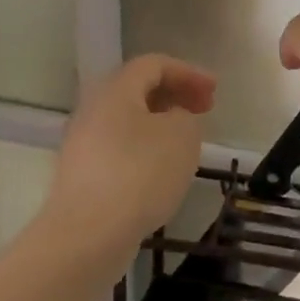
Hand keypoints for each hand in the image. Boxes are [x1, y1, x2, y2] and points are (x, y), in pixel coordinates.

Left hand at [41, 55, 215, 273]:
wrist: (87, 235)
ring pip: (128, 121)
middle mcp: (93, 110)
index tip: (215, 90)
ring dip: (161, 124)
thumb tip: (173, 119)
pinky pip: (121, 148)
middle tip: (204, 110)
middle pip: (138, 90)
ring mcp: (84, 144)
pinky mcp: (83, 175)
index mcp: (116, 92)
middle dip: (175, 95)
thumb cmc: (140, 174)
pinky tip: (164, 171)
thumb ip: (186, 116)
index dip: (188, 72)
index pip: (153, 64)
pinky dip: (147, 148)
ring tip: (188, 142)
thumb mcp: (182, 135)